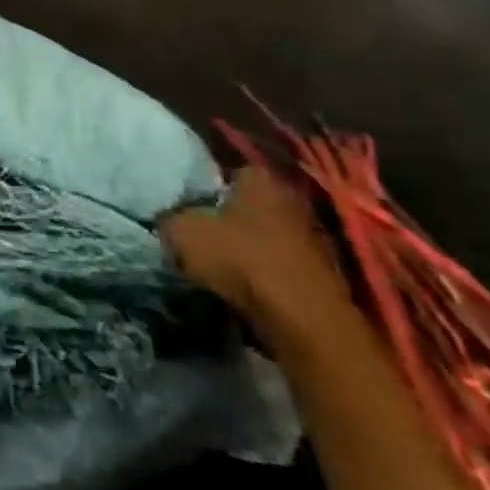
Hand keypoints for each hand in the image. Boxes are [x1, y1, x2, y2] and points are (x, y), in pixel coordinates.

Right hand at [161, 164, 350, 335]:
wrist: (301, 317)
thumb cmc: (239, 258)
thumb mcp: (181, 232)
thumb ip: (169, 218)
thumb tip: (168, 219)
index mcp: (260, 178)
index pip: (227, 172)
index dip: (204, 188)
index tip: (187, 206)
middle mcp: (291, 199)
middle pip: (248, 204)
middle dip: (226, 218)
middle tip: (199, 234)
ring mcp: (312, 236)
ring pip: (265, 235)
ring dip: (246, 248)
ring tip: (217, 265)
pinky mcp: (322, 273)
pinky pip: (279, 264)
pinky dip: (263, 272)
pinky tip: (243, 286)